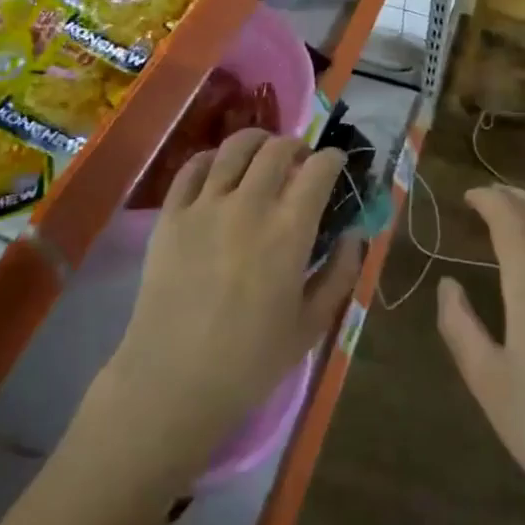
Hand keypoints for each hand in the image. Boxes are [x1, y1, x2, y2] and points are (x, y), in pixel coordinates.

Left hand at [100, 129, 360, 476]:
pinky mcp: (171, 214)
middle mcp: (249, 204)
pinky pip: (193, 167)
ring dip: (258, 142)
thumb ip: (340, 273)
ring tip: (263, 155)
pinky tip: (220, 170)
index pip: (319, 169)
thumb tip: (353, 234)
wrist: (172, 382)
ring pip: (235, 146)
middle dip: (298, 147)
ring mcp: (205, 205)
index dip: (333, 159)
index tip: (336, 164)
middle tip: (301, 163)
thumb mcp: (312, 324)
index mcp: (288, 230)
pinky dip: (212, 158)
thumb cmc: (250, 361)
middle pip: (278, 148)